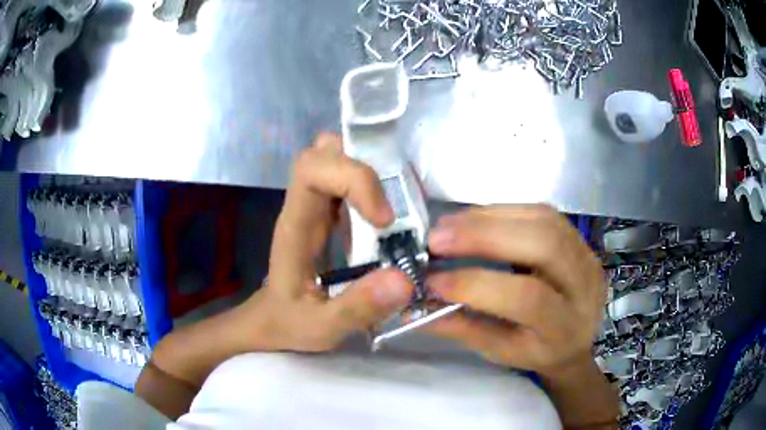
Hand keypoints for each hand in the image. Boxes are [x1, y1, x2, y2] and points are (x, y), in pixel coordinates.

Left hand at [244, 133, 413, 351]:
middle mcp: (302, 207)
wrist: (271, 321)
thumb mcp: (323, 327)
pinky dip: (368, 184)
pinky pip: (344, 178)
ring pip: (333, 158)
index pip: (311, 170)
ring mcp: (313, 207)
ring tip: (390, 208)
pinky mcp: (325, 213)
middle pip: (322, 153)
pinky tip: (383, 216)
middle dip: (361, 166)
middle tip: (388, 209)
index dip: (353, 179)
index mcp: (295, 227)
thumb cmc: (289, 323)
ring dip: (366, 171)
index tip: (383, 219)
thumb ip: (358, 308)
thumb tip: (403, 279)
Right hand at [423, 205, 606, 375]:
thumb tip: (415, 303)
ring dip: (490, 217)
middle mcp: (584, 286)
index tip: (433, 280)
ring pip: (543, 220)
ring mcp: (587, 255)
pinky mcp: (580, 238)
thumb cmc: (536, 352)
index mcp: (565, 327)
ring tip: (448, 226)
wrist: (576, 341)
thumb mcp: (500, 352)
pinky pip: (542, 212)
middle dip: (485, 236)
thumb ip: (462, 327)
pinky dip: (502, 211)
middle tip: (437, 239)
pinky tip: (474, 219)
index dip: (478, 285)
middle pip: (544, 244)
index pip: (527, 298)